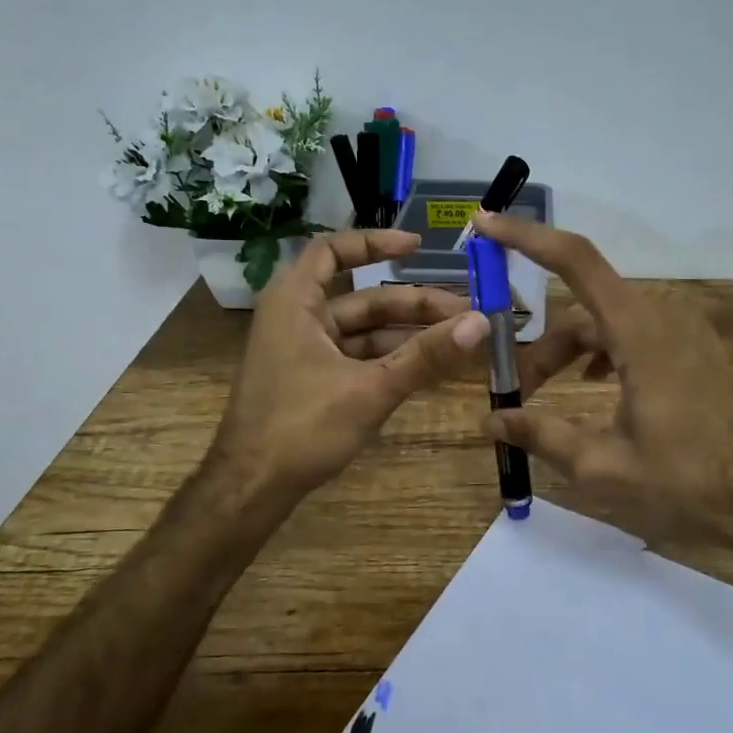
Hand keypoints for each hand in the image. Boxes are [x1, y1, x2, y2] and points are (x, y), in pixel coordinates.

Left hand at [209, 229, 489, 505]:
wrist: (251, 489)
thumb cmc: (302, 427)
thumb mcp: (370, 389)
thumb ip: (426, 356)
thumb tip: (480, 322)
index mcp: (295, 302)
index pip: (333, 250)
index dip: (375, 243)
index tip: (418, 248)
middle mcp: (297, 318)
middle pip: (362, 298)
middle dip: (414, 305)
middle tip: (465, 313)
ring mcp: (303, 351)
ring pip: (363, 331)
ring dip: (407, 334)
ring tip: (458, 339)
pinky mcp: (311, 380)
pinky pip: (357, 357)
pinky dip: (390, 358)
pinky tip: (427, 366)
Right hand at [473, 212, 732, 558]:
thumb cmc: (686, 484)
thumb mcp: (602, 466)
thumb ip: (541, 434)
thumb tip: (492, 418)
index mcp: (639, 331)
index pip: (574, 261)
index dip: (526, 237)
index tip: (486, 225)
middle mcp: (661, 315)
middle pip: (582, 310)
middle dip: (542, 347)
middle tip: (514, 394)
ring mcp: (682, 330)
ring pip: (606, 324)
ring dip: (570, 354)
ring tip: (543, 398)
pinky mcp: (693, 348)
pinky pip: (633, 334)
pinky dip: (602, 352)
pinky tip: (591, 386)